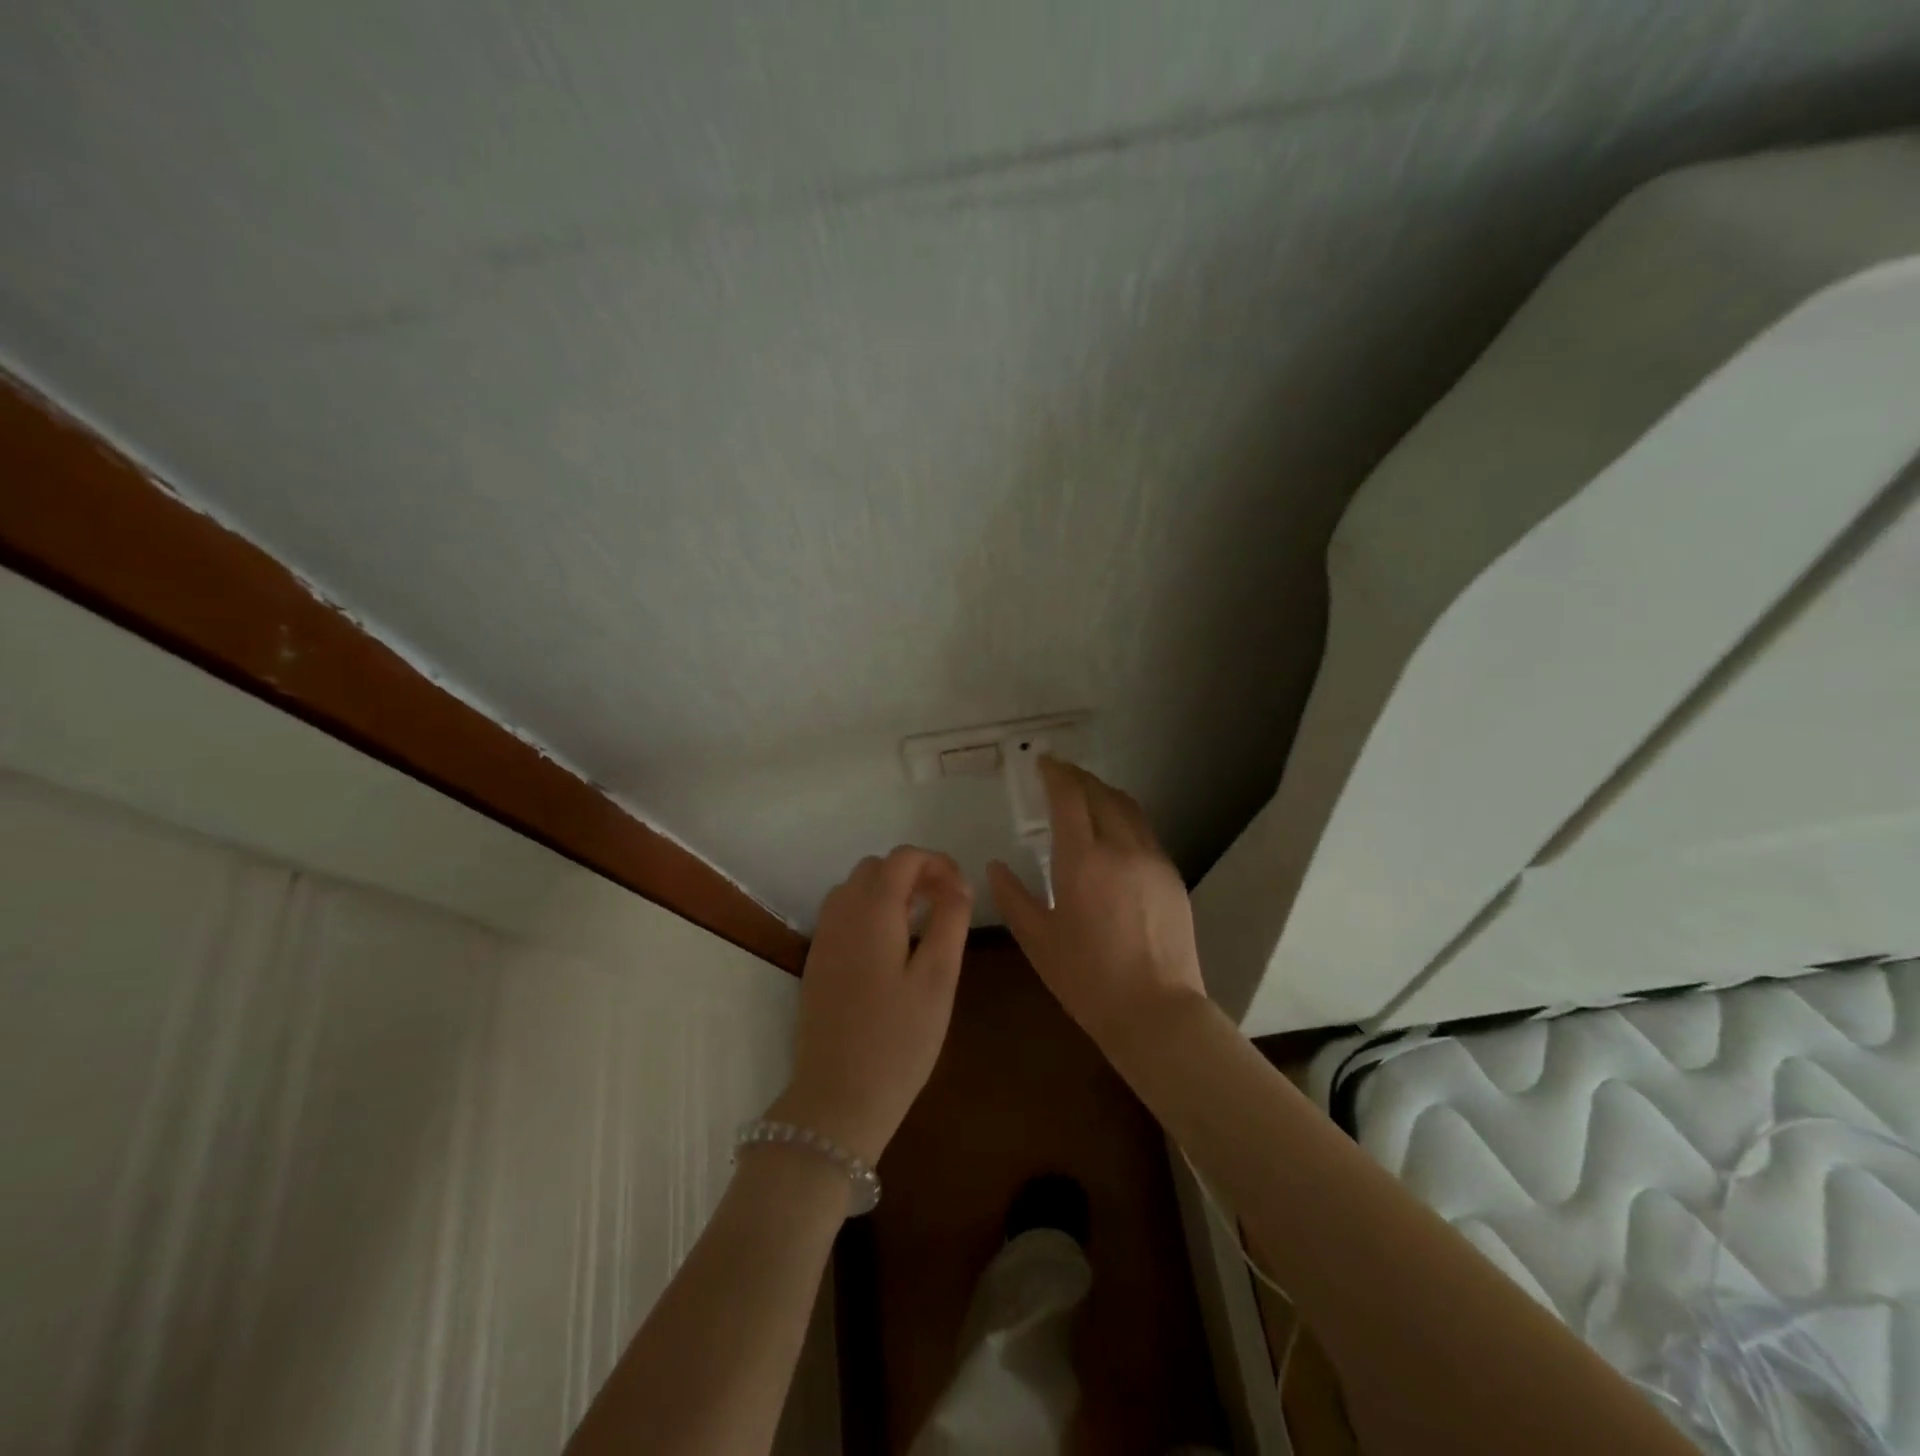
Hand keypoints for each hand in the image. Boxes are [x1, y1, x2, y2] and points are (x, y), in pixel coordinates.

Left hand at [771, 847, 971, 1164]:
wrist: (837, 1099)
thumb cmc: (898, 1040)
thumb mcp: (938, 979)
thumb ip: (950, 922)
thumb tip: (958, 884)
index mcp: (872, 912)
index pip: (902, 859)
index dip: (936, 862)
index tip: (960, 890)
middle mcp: (841, 915)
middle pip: (875, 868)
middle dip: (912, 874)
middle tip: (943, 905)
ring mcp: (823, 939)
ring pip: (855, 889)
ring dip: (888, 891)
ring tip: (920, 923)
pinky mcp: (817, 962)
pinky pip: (842, 915)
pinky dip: (868, 911)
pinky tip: (890, 947)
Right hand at [987, 759, 1206, 1057]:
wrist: (1157, 1010)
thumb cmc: (1087, 979)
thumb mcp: (1038, 941)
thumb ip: (1013, 898)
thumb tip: (996, 867)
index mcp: (1082, 861)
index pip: (1069, 797)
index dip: (1055, 774)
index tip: (1043, 763)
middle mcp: (1120, 848)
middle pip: (1100, 793)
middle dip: (1078, 778)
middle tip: (1060, 775)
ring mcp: (1152, 859)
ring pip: (1128, 808)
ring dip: (1104, 793)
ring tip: (1086, 795)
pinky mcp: (1172, 875)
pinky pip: (1144, 831)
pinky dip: (1124, 817)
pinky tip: (1114, 833)